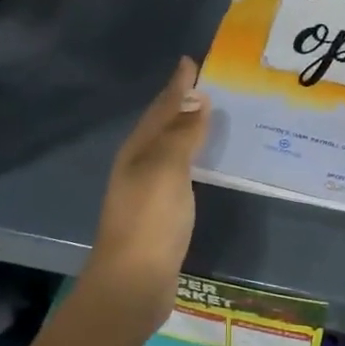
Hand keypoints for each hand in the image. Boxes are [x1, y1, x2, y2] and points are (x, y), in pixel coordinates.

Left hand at [82, 57, 209, 329]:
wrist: (133, 283)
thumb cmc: (151, 221)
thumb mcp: (167, 170)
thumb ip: (182, 134)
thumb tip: (197, 98)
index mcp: (137, 151)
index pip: (161, 108)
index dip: (176, 86)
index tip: (192, 62)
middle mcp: (138, 166)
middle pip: (161, 126)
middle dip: (180, 103)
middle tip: (207, 85)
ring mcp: (147, 191)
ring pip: (170, 148)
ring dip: (187, 130)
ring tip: (211, 115)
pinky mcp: (160, 213)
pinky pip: (179, 172)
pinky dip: (192, 158)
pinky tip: (204, 162)